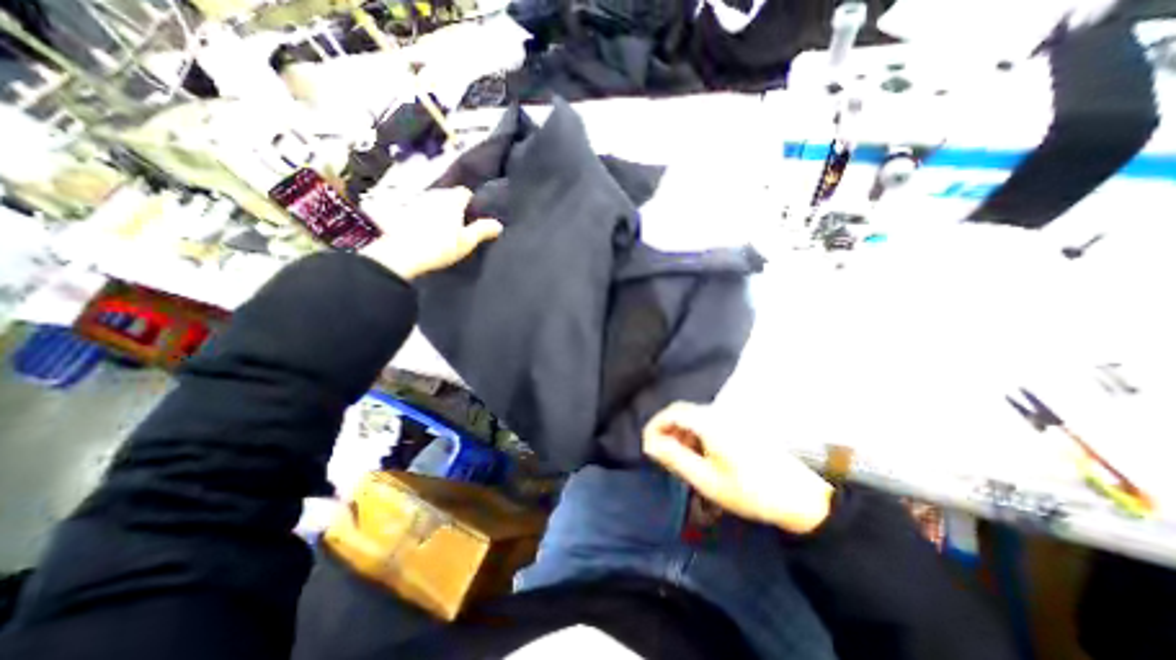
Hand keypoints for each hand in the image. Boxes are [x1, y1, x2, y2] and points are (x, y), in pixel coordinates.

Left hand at [360, 185, 502, 277]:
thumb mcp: (467, 241)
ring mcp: (415, 200)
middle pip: (449, 195)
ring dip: (439, 210)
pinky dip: (424, 216)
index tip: (474, 216)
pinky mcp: (402, 210)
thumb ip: (483, 230)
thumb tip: (498, 224)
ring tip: (443, 229)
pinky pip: (419, 209)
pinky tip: (425, 231)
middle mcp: (434, 194)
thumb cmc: (440, 247)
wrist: (401, 255)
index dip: (472, 203)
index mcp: (452, 199)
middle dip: (455, 206)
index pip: (466, 192)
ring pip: (433, 201)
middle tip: (461, 224)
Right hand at [642, 403, 834, 535]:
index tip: (646, 444)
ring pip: (695, 416)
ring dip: (680, 431)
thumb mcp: (707, 479)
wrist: (800, 497)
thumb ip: (675, 458)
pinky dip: (694, 434)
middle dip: (666, 429)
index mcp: (710, 423)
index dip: (655, 424)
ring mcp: (730, 419)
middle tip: (659, 452)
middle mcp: (719, 414)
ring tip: (676, 456)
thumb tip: (650, 444)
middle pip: (683, 411)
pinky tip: (697, 454)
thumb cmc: (749, 491)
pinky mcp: (738, 426)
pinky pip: (707, 422)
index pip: (673, 412)